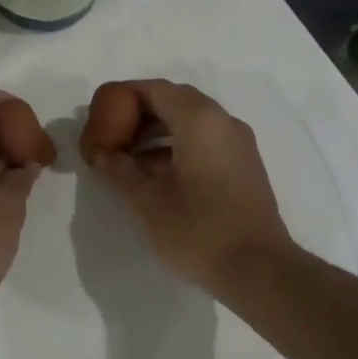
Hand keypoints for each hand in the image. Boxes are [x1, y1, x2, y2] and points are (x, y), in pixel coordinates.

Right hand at [79, 79, 295, 294]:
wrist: (258, 269)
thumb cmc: (197, 229)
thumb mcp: (147, 200)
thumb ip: (120, 170)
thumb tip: (103, 154)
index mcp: (199, 120)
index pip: (155, 89)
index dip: (123, 96)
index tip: (99, 114)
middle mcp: (223, 122)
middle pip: (175, 101)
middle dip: (140, 114)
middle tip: (112, 135)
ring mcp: (238, 144)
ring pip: (192, 122)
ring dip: (158, 132)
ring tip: (128, 158)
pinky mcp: (244, 166)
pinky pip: (206, 141)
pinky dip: (178, 147)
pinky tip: (156, 174)